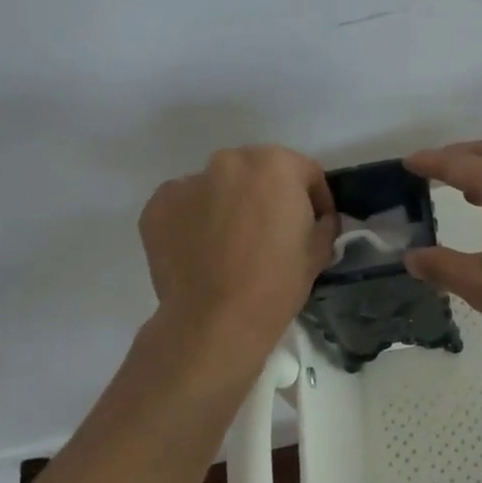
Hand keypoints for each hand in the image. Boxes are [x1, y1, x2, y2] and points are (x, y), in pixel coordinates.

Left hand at [138, 146, 336, 368]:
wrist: (216, 321)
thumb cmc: (276, 282)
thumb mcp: (319, 251)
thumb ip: (323, 223)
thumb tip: (317, 220)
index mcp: (276, 165)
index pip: (305, 172)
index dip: (315, 198)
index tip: (316, 223)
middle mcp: (231, 161)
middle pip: (257, 171)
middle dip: (267, 194)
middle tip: (270, 230)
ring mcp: (190, 181)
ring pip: (218, 186)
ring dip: (228, 203)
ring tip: (230, 242)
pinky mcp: (158, 205)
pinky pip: (185, 204)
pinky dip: (194, 219)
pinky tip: (201, 249)